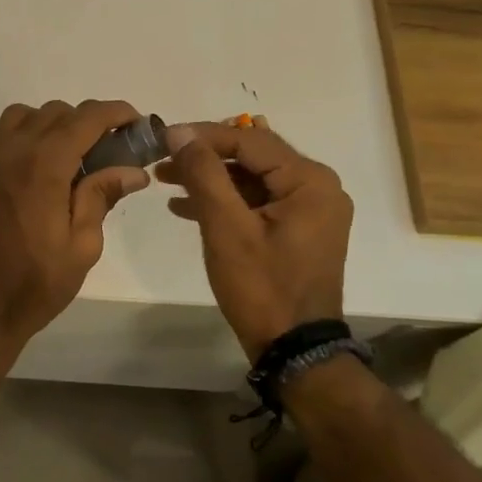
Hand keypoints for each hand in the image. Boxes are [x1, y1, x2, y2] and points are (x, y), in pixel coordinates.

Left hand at [0, 100, 151, 351]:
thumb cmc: (36, 283)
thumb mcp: (82, 245)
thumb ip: (102, 196)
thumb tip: (133, 170)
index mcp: (44, 164)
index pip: (86, 118)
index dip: (116, 113)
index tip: (136, 123)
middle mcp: (13, 150)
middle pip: (56, 112)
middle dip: (88, 121)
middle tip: (111, 150)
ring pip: (26, 116)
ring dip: (54, 124)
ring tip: (73, 155)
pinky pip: (4, 136)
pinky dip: (28, 136)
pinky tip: (42, 170)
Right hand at [156, 119, 352, 360]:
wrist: (294, 350)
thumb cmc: (261, 287)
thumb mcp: (226, 227)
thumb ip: (204, 173)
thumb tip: (179, 131)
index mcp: (310, 181)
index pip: (250, 140)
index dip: (203, 136)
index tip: (163, 137)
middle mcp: (318, 187)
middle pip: (253, 156)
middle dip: (205, 157)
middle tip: (163, 159)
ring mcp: (310, 210)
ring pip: (252, 178)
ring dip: (211, 178)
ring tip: (166, 179)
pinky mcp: (298, 229)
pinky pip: (258, 201)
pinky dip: (226, 201)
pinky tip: (187, 206)